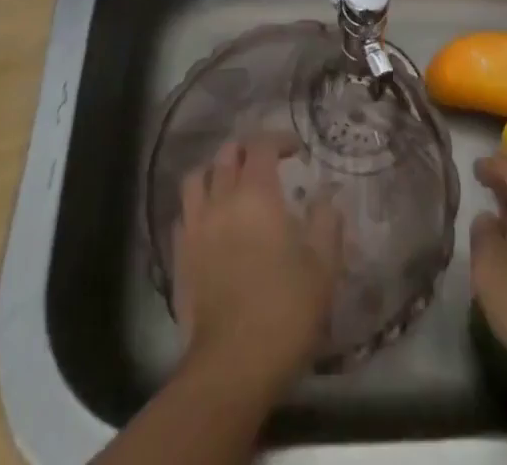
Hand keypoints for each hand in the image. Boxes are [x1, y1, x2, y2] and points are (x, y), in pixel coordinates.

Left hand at [172, 136, 343, 391]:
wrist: (232, 366)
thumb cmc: (284, 310)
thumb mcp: (323, 267)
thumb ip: (327, 223)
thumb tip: (327, 197)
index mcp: (256, 194)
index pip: (261, 145)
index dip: (279, 139)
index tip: (296, 150)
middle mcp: (221, 200)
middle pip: (226, 154)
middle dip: (247, 150)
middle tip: (266, 163)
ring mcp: (195, 228)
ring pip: (197, 178)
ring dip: (216, 172)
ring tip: (231, 184)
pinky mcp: (179, 257)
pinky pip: (184, 215)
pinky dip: (198, 208)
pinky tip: (211, 223)